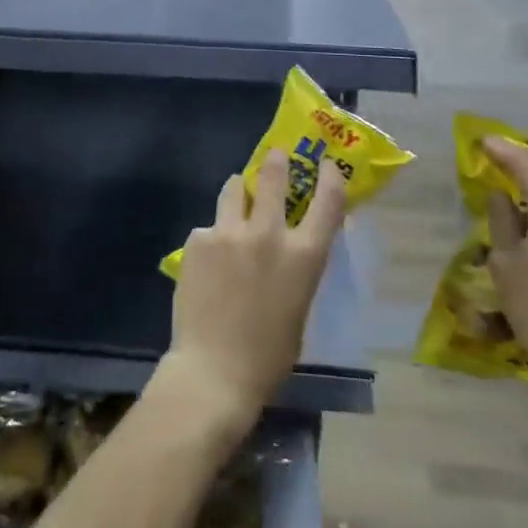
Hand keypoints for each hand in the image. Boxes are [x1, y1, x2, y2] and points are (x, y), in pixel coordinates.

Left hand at [159, 151, 346, 439]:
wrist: (214, 370)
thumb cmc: (268, 355)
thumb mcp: (298, 307)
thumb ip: (295, 269)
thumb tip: (288, 249)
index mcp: (304, 256)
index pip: (328, 202)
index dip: (330, 178)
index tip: (327, 166)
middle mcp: (269, 234)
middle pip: (273, 176)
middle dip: (275, 162)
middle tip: (274, 156)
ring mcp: (229, 232)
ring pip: (234, 189)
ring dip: (238, 191)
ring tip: (236, 200)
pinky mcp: (198, 239)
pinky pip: (208, 228)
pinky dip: (212, 238)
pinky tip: (206, 264)